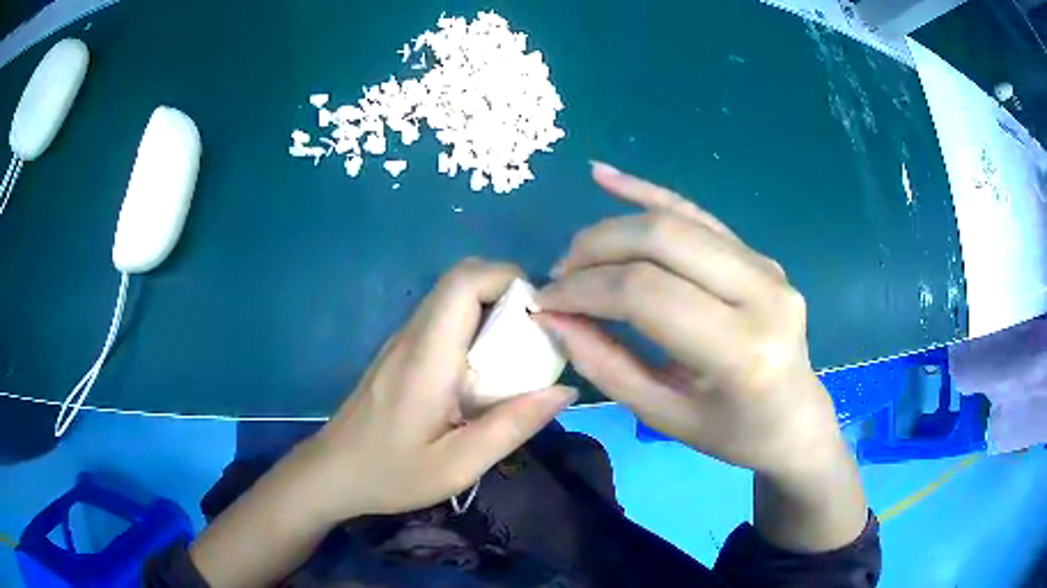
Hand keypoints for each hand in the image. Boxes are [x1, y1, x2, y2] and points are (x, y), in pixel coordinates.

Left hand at [300, 259, 576, 521]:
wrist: (333, 472)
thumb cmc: (391, 473)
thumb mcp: (458, 465)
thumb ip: (512, 426)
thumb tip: (564, 390)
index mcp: (426, 357)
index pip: (464, 282)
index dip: (508, 279)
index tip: (540, 316)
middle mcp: (411, 335)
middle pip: (460, 278)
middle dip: (506, 290)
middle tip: (535, 334)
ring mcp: (401, 340)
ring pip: (451, 296)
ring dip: (491, 307)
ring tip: (517, 353)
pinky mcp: (398, 351)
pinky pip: (442, 318)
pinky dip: (473, 324)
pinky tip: (482, 370)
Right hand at [534, 163, 839, 476]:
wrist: (795, 419)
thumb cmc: (732, 434)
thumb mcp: (663, 415)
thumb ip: (605, 364)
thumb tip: (553, 316)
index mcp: (743, 351)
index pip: (647, 293)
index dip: (584, 289)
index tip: (545, 301)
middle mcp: (763, 294)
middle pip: (662, 239)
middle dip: (596, 248)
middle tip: (559, 274)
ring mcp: (766, 265)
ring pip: (676, 219)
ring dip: (614, 228)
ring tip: (577, 254)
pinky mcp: (759, 255)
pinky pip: (698, 214)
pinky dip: (648, 193)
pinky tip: (604, 175)